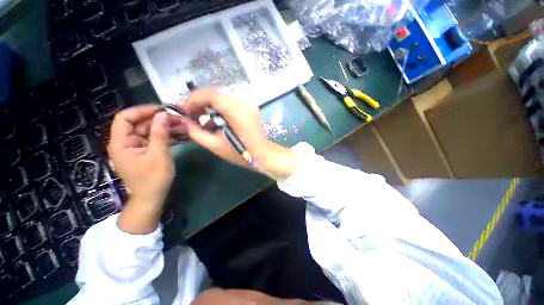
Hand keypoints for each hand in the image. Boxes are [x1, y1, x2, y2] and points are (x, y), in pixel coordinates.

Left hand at [107, 105, 183, 233]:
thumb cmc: (153, 179)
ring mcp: (137, 146)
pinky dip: (167, 135)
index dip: (142, 111)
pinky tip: (180, 134)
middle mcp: (126, 142)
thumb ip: (160, 134)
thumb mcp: (159, 156)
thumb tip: (163, 114)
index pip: (124, 118)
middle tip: (181, 119)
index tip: (162, 109)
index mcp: (121, 143)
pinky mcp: (146, 151)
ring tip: (185, 126)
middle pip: (141, 124)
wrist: (152, 197)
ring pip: (150, 130)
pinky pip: (155, 138)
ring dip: (167, 127)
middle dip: (161, 120)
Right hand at [179, 88, 297, 179]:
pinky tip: (214, 122)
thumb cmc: (241, 153)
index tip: (183, 109)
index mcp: (235, 111)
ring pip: (222, 99)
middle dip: (199, 103)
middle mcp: (243, 103)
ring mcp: (248, 105)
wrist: (262, 155)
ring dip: (209, 106)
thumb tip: (186, 122)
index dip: (193, 99)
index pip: (210, 94)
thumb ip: (197, 133)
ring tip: (199, 119)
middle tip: (189, 114)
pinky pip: (230, 104)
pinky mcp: (249, 109)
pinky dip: (219, 110)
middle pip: (215, 95)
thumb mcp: (215, 145)